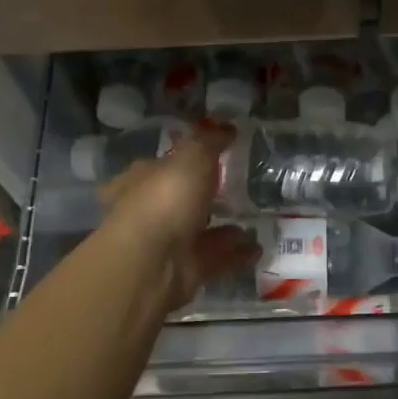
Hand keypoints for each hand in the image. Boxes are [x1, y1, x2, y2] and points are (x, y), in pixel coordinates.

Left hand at [97, 124, 256, 312]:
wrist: (154, 263)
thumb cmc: (165, 199)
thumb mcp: (191, 158)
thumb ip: (209, 142)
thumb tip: (226, 128)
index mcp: (138, 182)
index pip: (157, 166)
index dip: (180, 159)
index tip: (210, 155)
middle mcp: (149, 213)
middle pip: (179, 201)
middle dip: (204, 196)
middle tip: (237, 187)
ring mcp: (168, 245)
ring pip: (200, 231)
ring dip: (225, 227)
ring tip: (255, 217)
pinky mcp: (187, 271)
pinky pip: (217, 258)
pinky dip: (237, 253)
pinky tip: (259, 246)